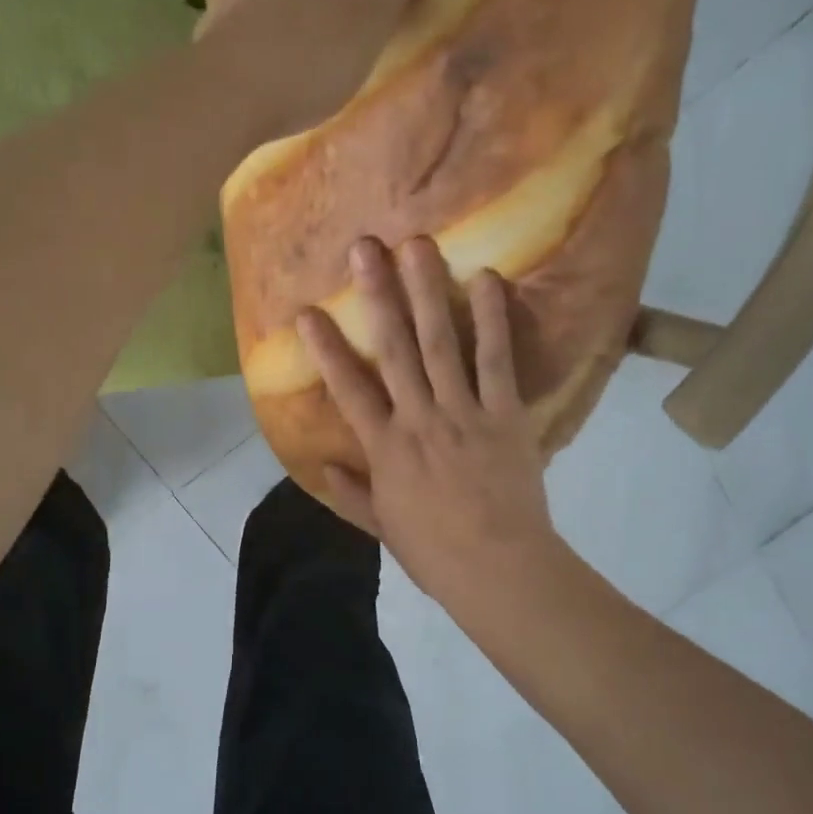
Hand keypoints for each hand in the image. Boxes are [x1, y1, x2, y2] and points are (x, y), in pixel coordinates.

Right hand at [298, 237, 560, 619]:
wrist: (497, 568)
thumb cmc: (434, 552)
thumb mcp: (382, 526)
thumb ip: (351, 493)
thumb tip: (323, 465)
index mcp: (385, 447)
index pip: (347, 389)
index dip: (326, 348)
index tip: (307, 311)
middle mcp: (418, 418)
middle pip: (393, 348)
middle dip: (376, 295)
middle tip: (364, 247)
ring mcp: (463, 412)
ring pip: (441, 343)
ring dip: (427, 291)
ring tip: (417, 245)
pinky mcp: (505, 414)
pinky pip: (497, 360)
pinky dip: (492, 319)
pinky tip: (486, 278)